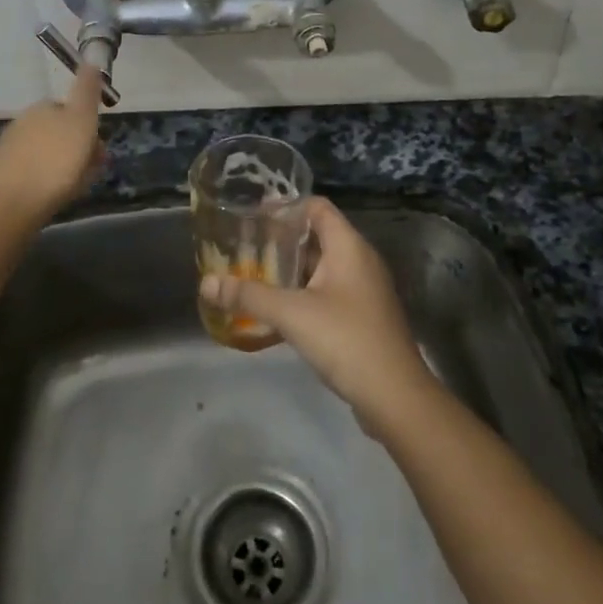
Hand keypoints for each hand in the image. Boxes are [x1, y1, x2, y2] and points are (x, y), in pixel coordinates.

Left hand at [0, 65, 105, 233]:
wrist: (7, 207)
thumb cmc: (54, 162)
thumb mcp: (81, 121)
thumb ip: (87, 91)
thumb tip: (90, 60)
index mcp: (43, 108)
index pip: (72, 108)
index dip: (89, 128)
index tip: (98, 149)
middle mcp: (25, 122)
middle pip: (61, 132)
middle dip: (77, 148)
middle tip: (90, 171)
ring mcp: (10, 149)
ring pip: (48, 153)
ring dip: (63, 166)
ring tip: (72, 189)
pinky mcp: (1, 176)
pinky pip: (34, 173)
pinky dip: (45, 181)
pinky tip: (50, 198)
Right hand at [200, 197, 438, 426]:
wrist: (395, 397)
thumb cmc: (346, 340)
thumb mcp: (291, 314)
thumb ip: (248, 296)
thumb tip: (207, 283)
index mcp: (349, 246)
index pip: (317, 207)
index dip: (286, 206)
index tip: (254, 216)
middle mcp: (360, 260)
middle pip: (318, 236)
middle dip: (283, 240)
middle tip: (247, 247)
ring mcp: (365, 290)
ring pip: (323, 267)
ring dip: (292, 269)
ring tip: (256, 275)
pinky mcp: (364, 316)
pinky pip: (330, 291)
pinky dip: (305, 292)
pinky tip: (280, 310)